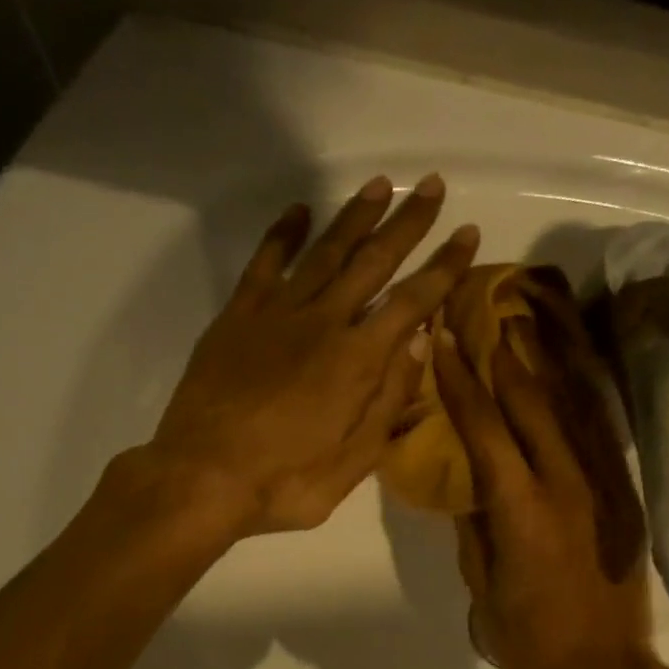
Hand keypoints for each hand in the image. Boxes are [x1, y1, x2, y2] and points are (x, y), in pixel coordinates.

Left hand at [138, 174, 478, 536]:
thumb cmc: (284, 482)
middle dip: (407, 223)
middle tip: (432, 186)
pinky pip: (264, 263)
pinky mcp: (237, 317)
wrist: (201, 478)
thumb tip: (420, 345)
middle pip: (372, 261)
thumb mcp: (353, 461)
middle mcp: (322, 322)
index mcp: (356, 361)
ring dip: (355, 217)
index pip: (412, 302)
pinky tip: (299, 211)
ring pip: (323, 251)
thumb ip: (388, 401)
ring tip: (380, 186)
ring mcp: (275, 314)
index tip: (468, 234)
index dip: (444, 268)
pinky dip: (282, 234)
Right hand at [431, 313, 663, 668]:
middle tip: (482, 311)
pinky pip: (601, 435)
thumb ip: (474, 530)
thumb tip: (468, 486)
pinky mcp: (626, 499)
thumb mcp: (482, 590)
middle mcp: (567, 487)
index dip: (460, 383)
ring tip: (527, 320)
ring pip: (575, 408)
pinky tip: (569, 373)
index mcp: (521, 512)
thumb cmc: (530, 643)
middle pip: (532, 404)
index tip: (441, 342)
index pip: (485, 430)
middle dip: (503, 355)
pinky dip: (583, 396)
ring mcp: (604, 489)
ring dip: (548, 361)